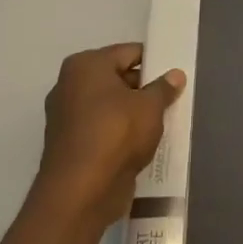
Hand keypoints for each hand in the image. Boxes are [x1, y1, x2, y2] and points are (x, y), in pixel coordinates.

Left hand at [33, 43, 183, 235]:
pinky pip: (103, 129)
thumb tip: (175, 74)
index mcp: (85, 66)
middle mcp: (70, 85)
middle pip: (117, 78)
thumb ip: (164, 88)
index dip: (155, 62)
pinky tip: (143, 143)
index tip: (175, 76)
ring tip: (162, 123)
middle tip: (173, 100)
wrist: (81, 190)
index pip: (129, 52)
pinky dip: (121, 133)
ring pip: (110, 106)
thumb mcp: (150, 107)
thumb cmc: (116, 134)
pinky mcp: (71, 143)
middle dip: (144, 89)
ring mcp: (66, 116)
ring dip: (133, 113)